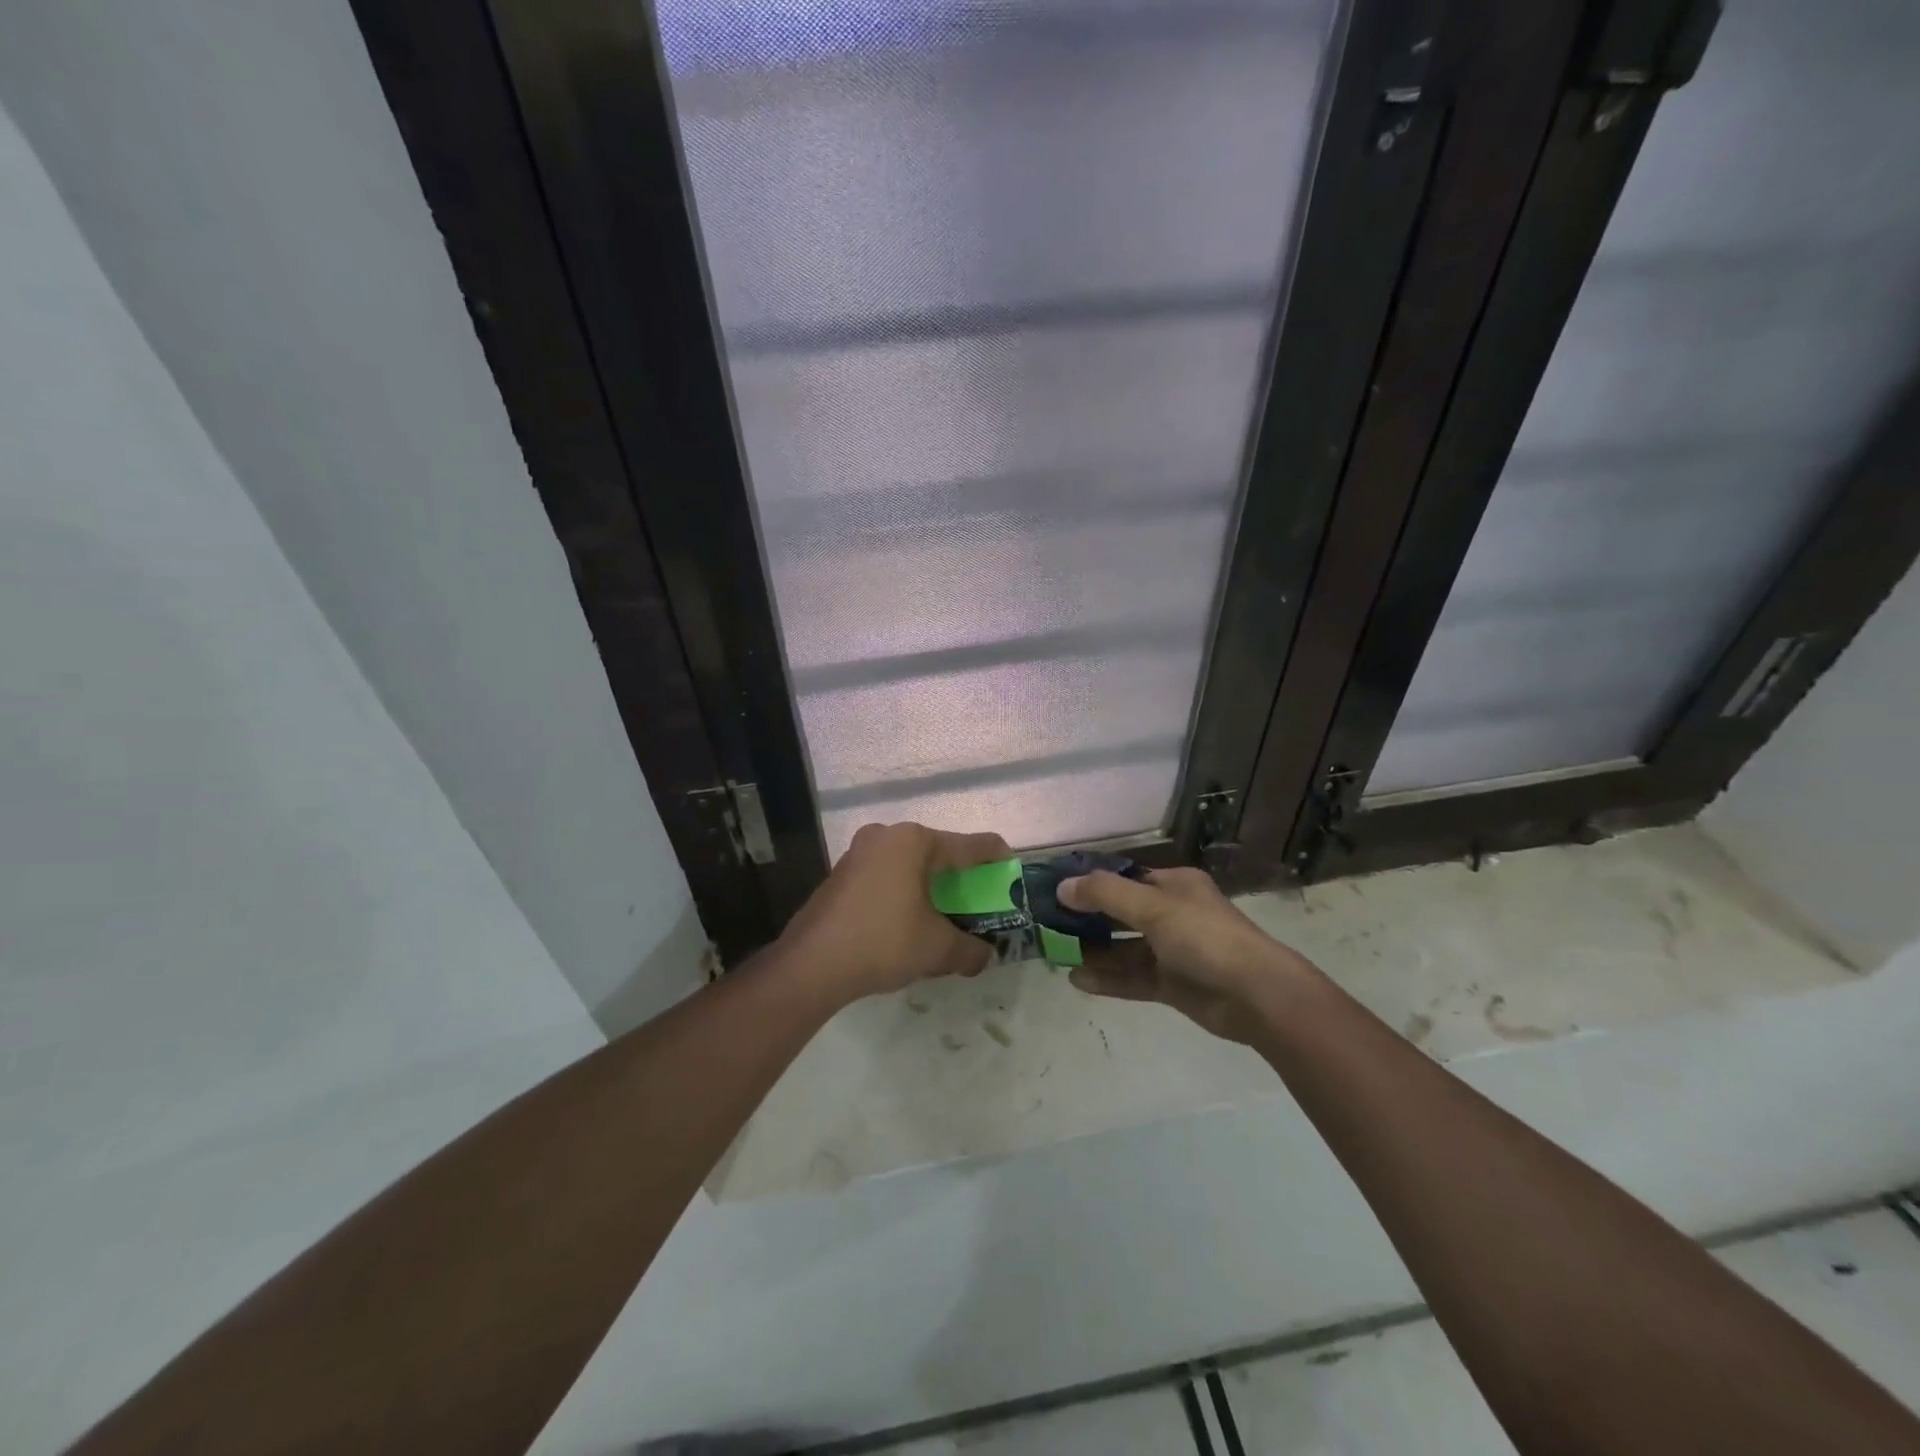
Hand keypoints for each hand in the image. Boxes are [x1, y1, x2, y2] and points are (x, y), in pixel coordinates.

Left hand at [779, 822, 1012, 1003]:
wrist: (812, 964)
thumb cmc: (883, 942)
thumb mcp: (937, 949)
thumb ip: (971, 950)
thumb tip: (986, 957)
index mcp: (916, 842)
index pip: (972, 845)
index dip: (998, 860)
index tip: (1013, 876)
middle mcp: (888, 835)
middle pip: (940, 852)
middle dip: (961, 878)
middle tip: (979, 903)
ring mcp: (860, 852)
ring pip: (910, 864)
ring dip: (931, 886)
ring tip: (945, 916)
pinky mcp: (842, 873)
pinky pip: (886, 876)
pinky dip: (904, 892)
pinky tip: (908, 921)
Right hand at [1057, 867, 1316, 1042]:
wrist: (1257, 996)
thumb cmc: (1205, 938)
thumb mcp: (1153, 907)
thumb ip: (1105, 895)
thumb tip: (1062, 886)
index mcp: (1174, 886)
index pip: (1125, 878)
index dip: (1091, 883)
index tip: (1056, 891)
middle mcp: (1172, 914)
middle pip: (1121, 913)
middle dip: (1087, 919)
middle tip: (1048, 924)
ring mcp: (1173, 951)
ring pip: (1124, 948)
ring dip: (1094, 951)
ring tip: (1055, 953)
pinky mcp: (1172, 984)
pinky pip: (1132, 977)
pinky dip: (1107, 978)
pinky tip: (1077, 980)